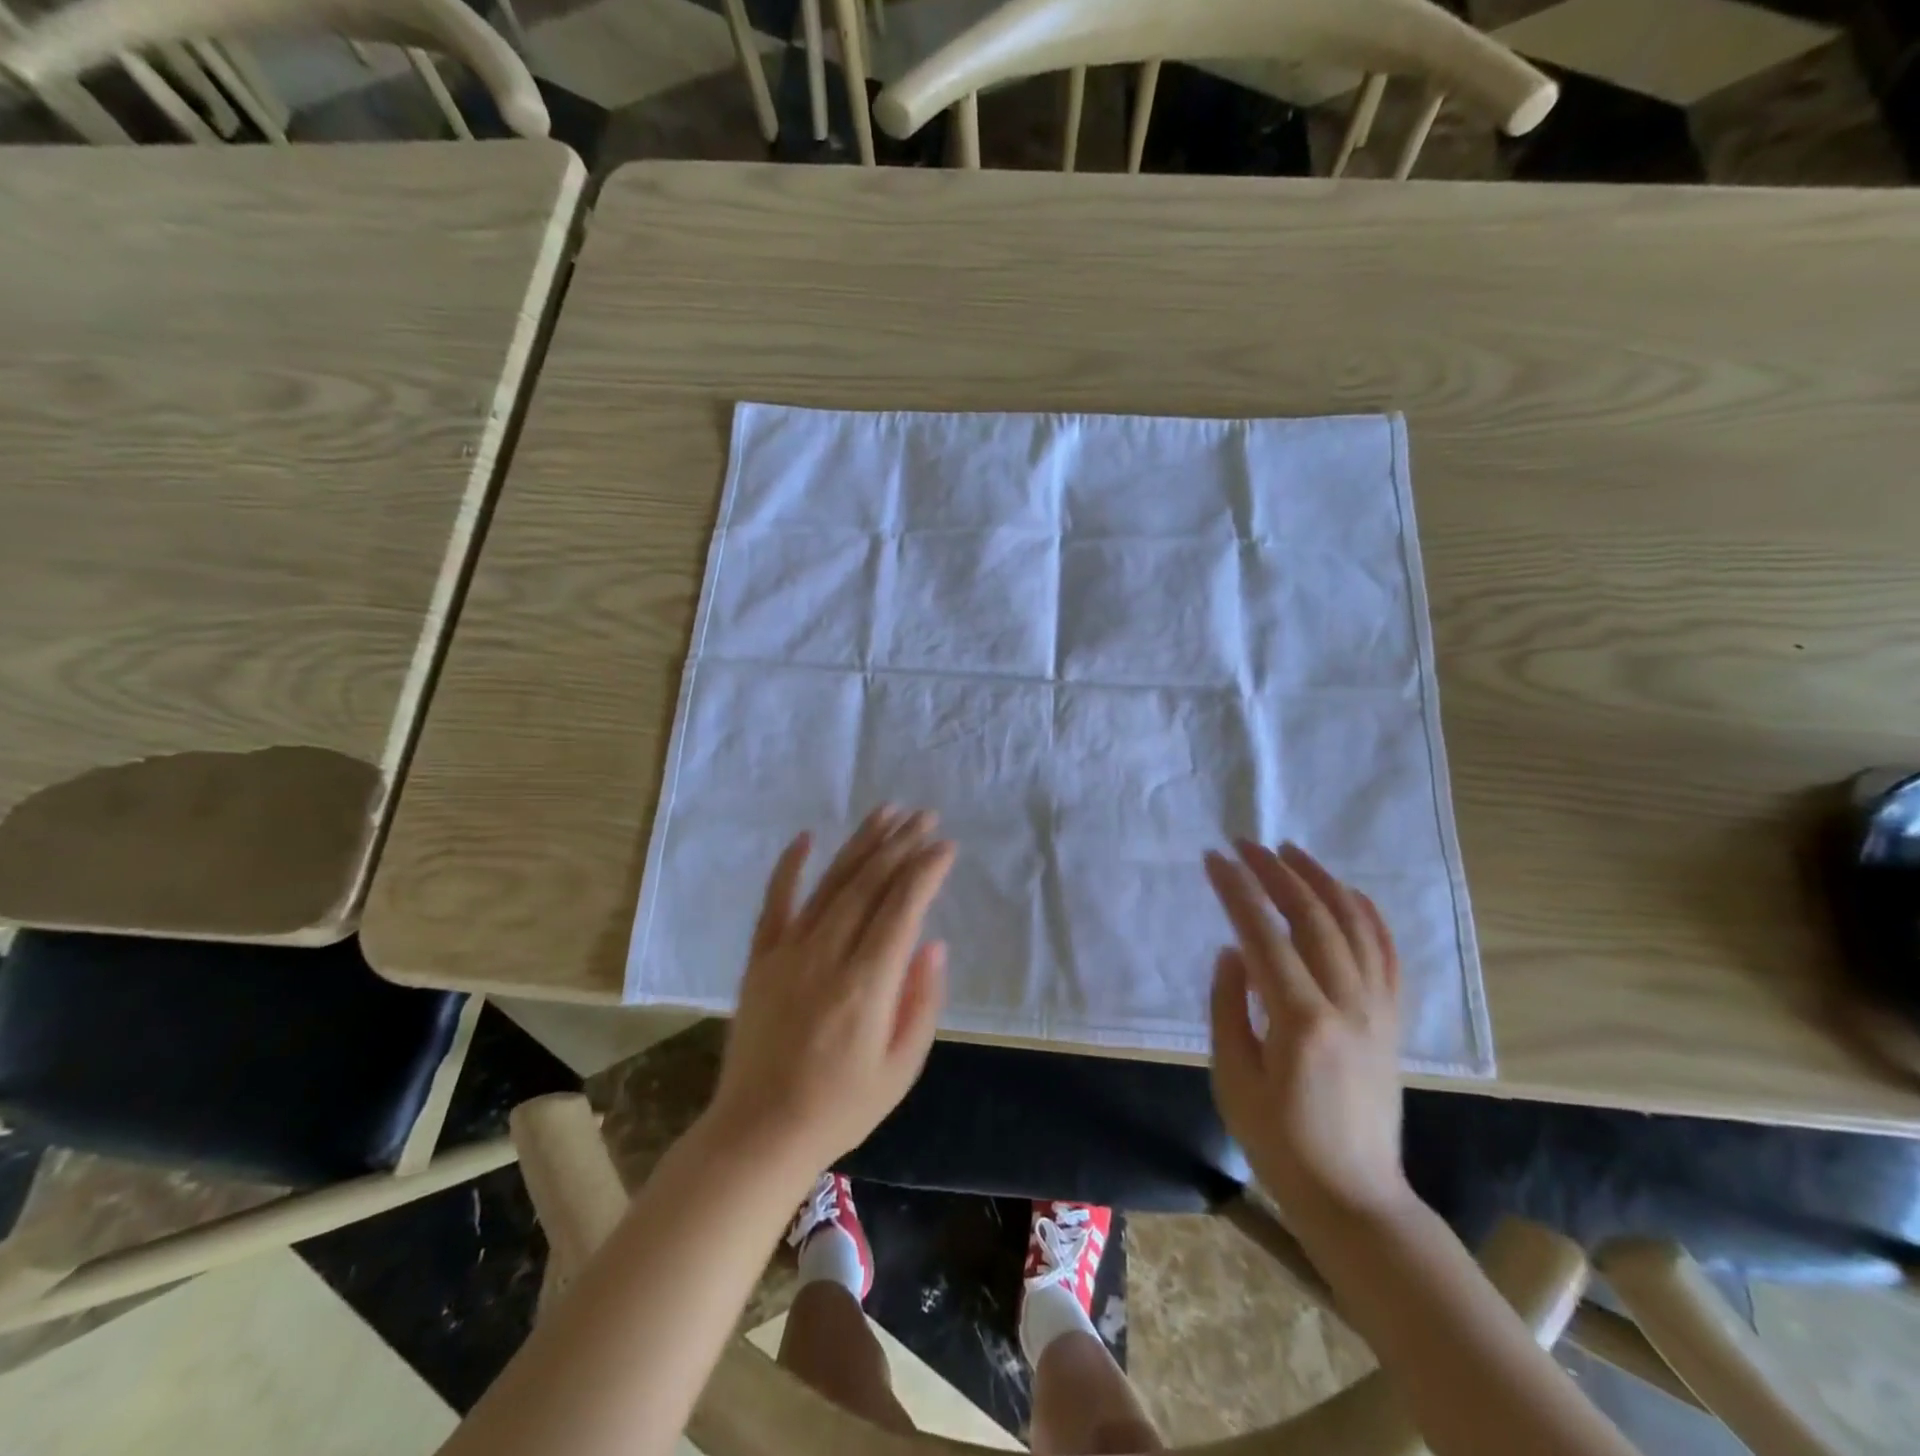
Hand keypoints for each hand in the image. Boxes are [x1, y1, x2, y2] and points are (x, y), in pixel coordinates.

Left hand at [707, 807, 954, 1180]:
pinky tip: (807, 837)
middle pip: (868, 885)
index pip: (902, 909)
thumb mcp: (901, 1068)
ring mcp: (788, 952)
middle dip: (901, 845)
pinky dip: (790, 866)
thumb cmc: (841, 1106)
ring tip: (886, 813)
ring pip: (831, 884)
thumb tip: (933, 942)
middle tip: (925, 817)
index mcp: (867, 985)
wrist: (759, 1133)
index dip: (925, 871)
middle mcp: (827, 956)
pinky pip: (775, 902)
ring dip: (861, 844)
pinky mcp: (761, 958)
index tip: (945, 846)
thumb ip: (922, 1002)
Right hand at [1206, 841, 1409, 1227]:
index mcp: (1300, 1022)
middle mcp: (1347, 1005)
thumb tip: (1233, 950)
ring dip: (1320, 881)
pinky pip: (1386, 954)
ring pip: (1354, 926)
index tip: (1214, 859)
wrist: (1354, 1195)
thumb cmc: (1279, 1142)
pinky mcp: (1393, 1021)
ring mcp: (1378, 1011)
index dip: (1236, 891)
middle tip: (1245, 844)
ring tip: (1290, 851)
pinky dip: (1367, 915)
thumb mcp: (1232, 1078)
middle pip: (1312, 918)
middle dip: (1275, 873)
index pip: (1264, 935)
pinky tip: (1348, 892)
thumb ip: (1229, 1006)